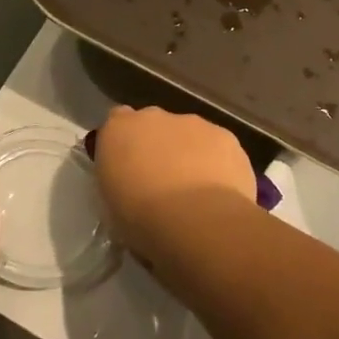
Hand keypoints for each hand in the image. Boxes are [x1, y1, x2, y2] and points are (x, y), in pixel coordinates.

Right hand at [93, 106, 255, 262]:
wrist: (197, 221)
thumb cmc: (141, 218)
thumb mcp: (112, 205)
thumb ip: (119, 183)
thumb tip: (130, 186)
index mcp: (118, 130)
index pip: (116, 121)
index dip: (125, 143)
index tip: (128, 167)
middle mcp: (153, 117)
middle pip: (154, 125)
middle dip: (157, 146)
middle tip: (160, 183)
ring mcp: (192, 123)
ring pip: (189, 134)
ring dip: (188, 154)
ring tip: (195, 194)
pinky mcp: (226, 137)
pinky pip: (218, 148)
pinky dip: (217, 164)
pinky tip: (219, 193)